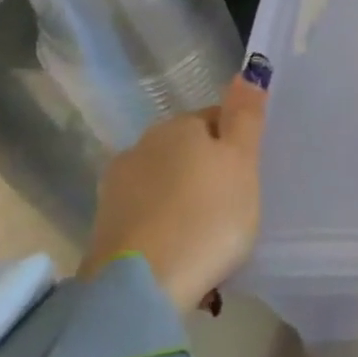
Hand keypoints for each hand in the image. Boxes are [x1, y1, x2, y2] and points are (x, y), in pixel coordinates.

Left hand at [81, 57, 269, 310]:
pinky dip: (166, 222)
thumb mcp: (244, 163)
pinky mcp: (104, 225)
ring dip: (185, 196)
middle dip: (209, 168)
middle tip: (236, 202)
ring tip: (209, 230)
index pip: (217, 118)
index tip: (253, 174)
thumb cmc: (208, 216)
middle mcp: (141, 146)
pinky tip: (182, 245)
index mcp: (178, 127)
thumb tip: (249, 70)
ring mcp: (116, 187)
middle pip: (188, 149)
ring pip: (165, 181)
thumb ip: (246, 116)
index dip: (239, 143)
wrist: (142, 286)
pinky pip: (148, 212)